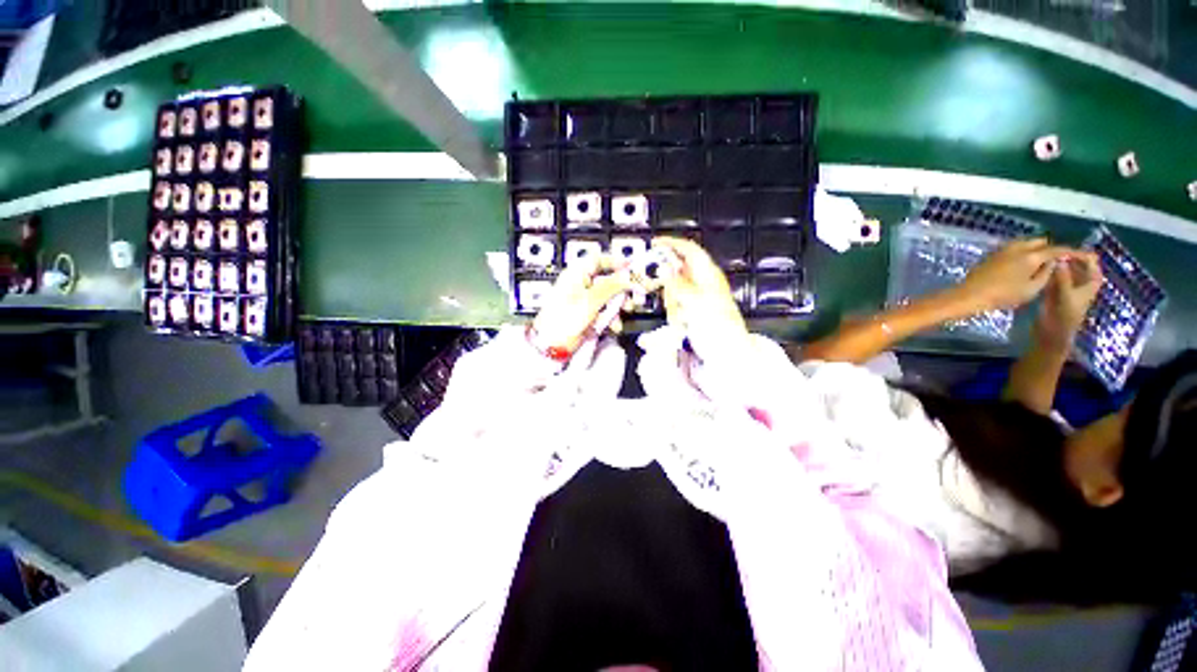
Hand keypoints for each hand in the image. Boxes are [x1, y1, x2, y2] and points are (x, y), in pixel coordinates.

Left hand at [530, 254, 636, 354]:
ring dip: (619, 306)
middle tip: (638, 293)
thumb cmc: (563, 319)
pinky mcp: (587, 316)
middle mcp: (581, 285)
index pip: (599, 260)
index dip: (616, 261)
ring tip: (626, 311)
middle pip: (608, 280)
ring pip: (609, 298)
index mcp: (577, 274)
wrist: (551, 345)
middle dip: (623, 288)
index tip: (632, 267)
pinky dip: (611, 318)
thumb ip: (612, 286)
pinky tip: (614, 325)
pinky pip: (604, 312)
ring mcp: (584, 302)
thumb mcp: (591, 300)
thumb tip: (628, 277)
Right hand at [652, 237, 747, 350]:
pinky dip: (675, 313)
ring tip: (681, 317)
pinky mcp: (690, 309)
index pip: (688, 249)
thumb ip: (677, 283)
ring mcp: (695, 296)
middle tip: (667, 297)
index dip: (672, 243)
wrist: (725, 350)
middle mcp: (701, 281)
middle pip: (677, 270)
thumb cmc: (717, 324)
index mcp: (707, 273)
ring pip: (673, 290)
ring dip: (672, 303)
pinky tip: (682, 323)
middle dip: (669, 284)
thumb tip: (663, 267)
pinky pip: (675, 305)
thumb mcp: (694, 301)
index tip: (654, 243)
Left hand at [955, 238, 1076, 311]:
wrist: (969, 296)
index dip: (1073, 253)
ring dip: (1037, 250)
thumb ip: (1046, 273)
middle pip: (1041, 242)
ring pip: (1027, 243)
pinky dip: (1024, 253)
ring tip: (1043, 263)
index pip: (1058, 249)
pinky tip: (1026, 264)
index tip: (1085, 256)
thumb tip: (1053, 262)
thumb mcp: (1032, 289)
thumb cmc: (1002, 296)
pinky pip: (1015, 248)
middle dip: (1052, 249)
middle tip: (1059, 261)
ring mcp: (1003, 249)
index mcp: (1031, 255)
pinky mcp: (993, 254)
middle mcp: (1018, 247)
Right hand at [1036, 252, 1102, 350]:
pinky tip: (1040, 268)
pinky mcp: (1055, 291)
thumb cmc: (1064, 317)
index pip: (1091, 262)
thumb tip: (1059, 258)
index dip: (1081, 254)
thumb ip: (1062, 277)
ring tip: (1044, 257)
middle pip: (1077, 264)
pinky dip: (1049, 271)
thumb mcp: (1065, 296)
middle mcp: (1081, 282)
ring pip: (1064, 269)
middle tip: (1051, 250)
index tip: (1066, 248)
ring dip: (1057, 263)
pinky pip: (1054, 276)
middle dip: (1066, 257)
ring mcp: (1068, 286)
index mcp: (1090, 282)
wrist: (1052, 334)